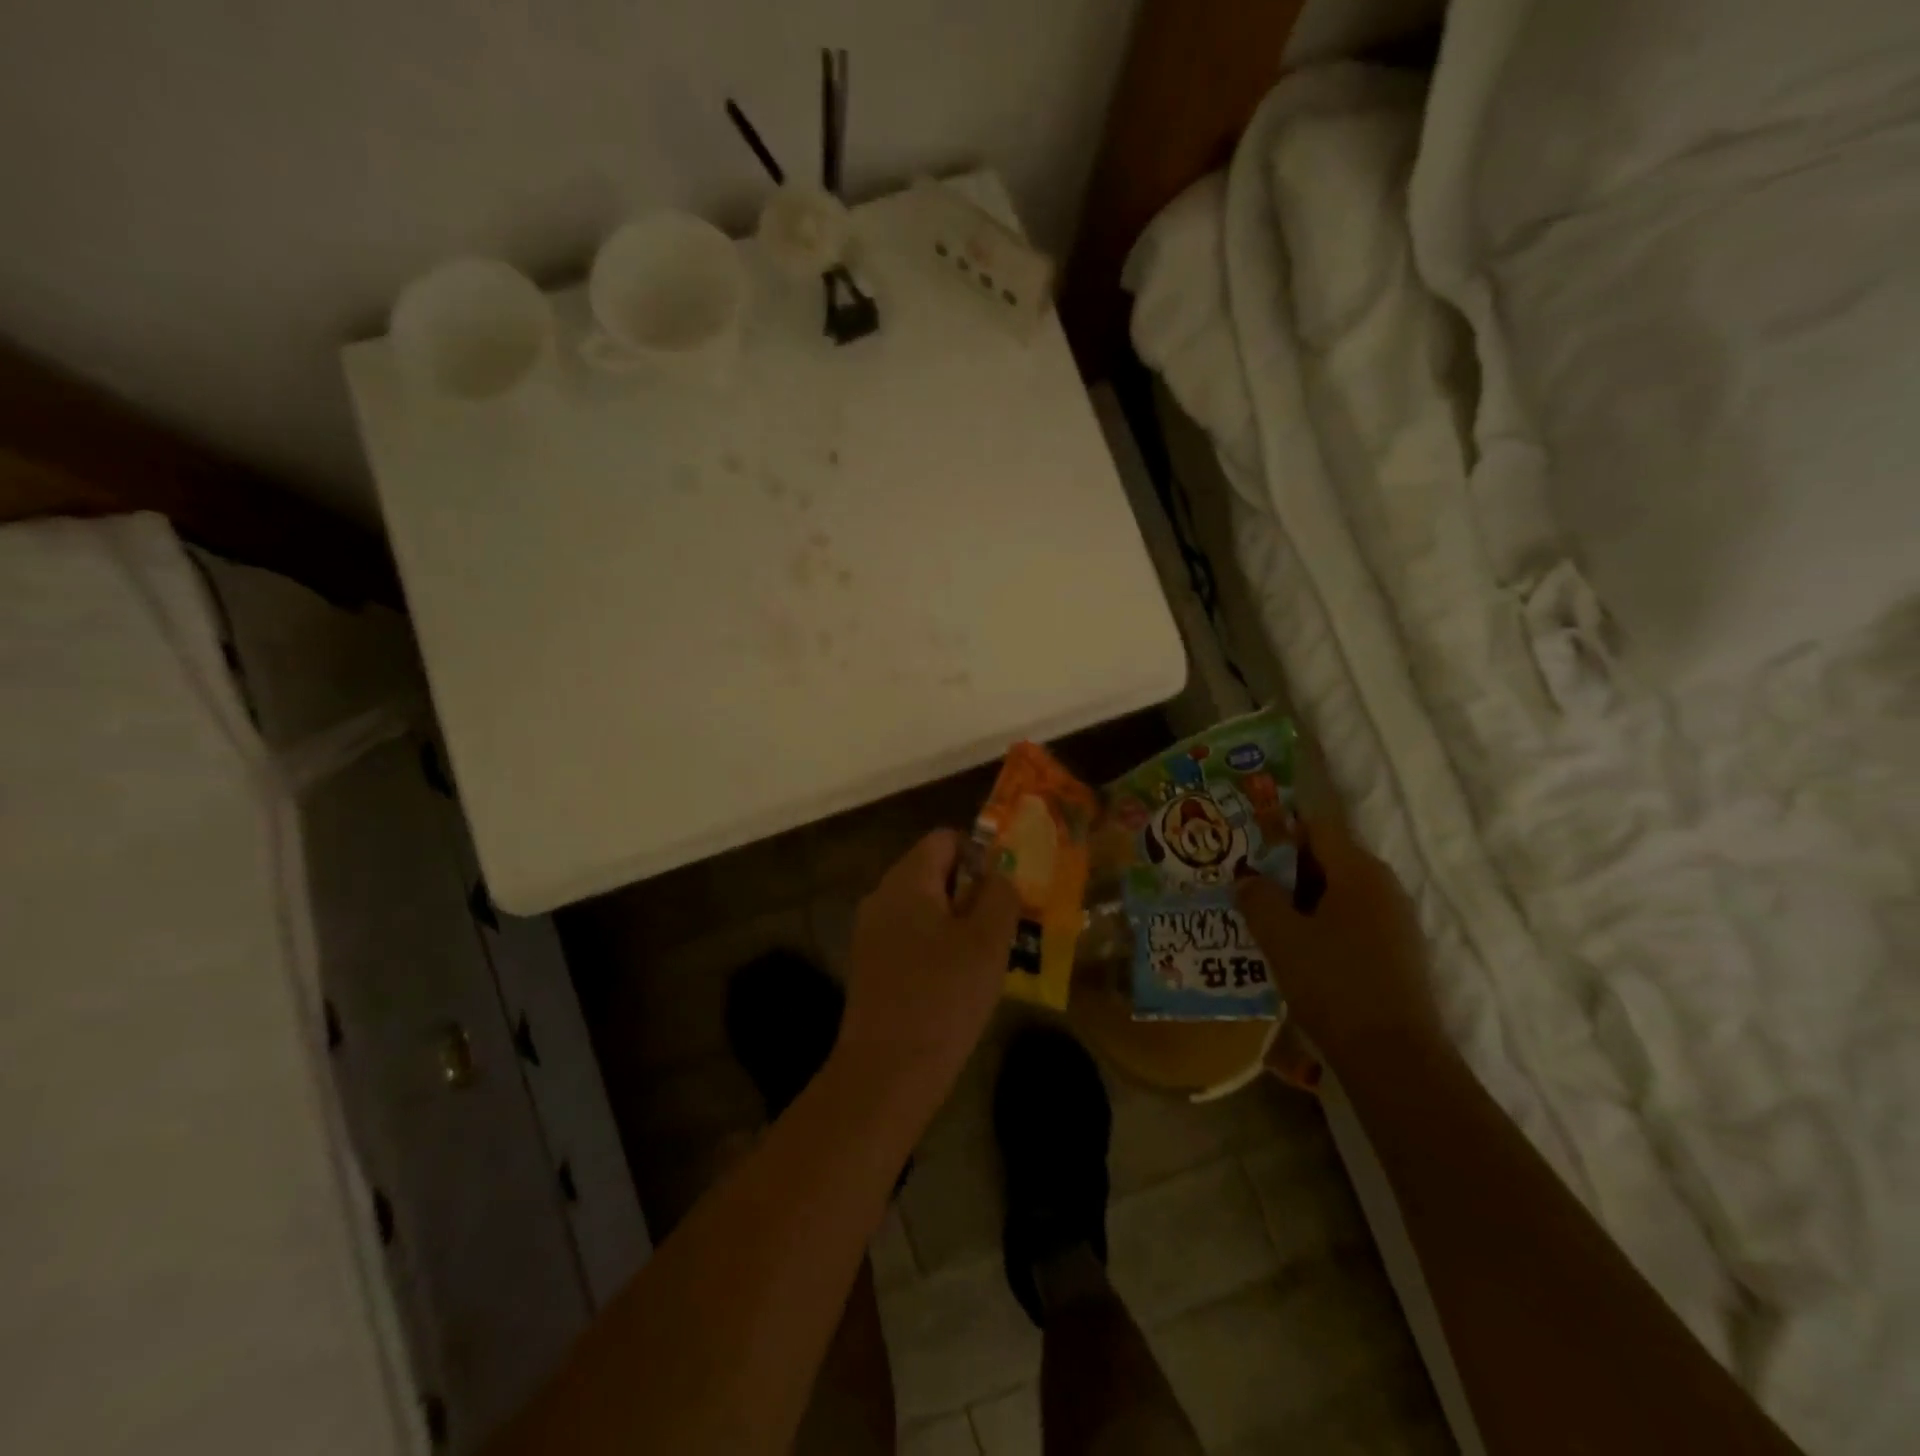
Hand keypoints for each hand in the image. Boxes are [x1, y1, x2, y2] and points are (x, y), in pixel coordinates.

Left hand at [836, 830, 1021, 1116]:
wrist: (887, 1072)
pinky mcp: (871, 965)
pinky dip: (937, 947)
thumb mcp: (987, 941)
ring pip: (925, 908)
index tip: (1005, 892)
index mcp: (906, 880)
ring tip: (987, 959)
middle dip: (973, 893)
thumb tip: (999, 874)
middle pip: (934, 872)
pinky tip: (957, 984)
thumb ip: (1000, 895)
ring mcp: (871, 932)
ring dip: (958, 924)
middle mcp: (882, 897)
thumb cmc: (943, 997)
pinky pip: (911, 937)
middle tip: (1003, 929)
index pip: (945, 839)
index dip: (981, 855)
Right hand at [1235, 819, 1443, 1070]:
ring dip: (1301, 897)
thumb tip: (1247, 879)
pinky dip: (1321, 921)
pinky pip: (1352, 919)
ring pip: (1339, 891)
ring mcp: (1396, 920)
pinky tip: (1295, 946)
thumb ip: (1258, 898)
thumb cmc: (1333, 984)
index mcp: (1359, 871)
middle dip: (1286, 866)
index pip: (1318, 826)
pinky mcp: (1397, 952)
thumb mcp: (1280, 937)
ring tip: (1263, 914)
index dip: (1281, 827)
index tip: (1247, 841)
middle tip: (1246, 880)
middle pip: (1329, 857)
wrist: (1394, 1058)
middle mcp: (1384, 886)